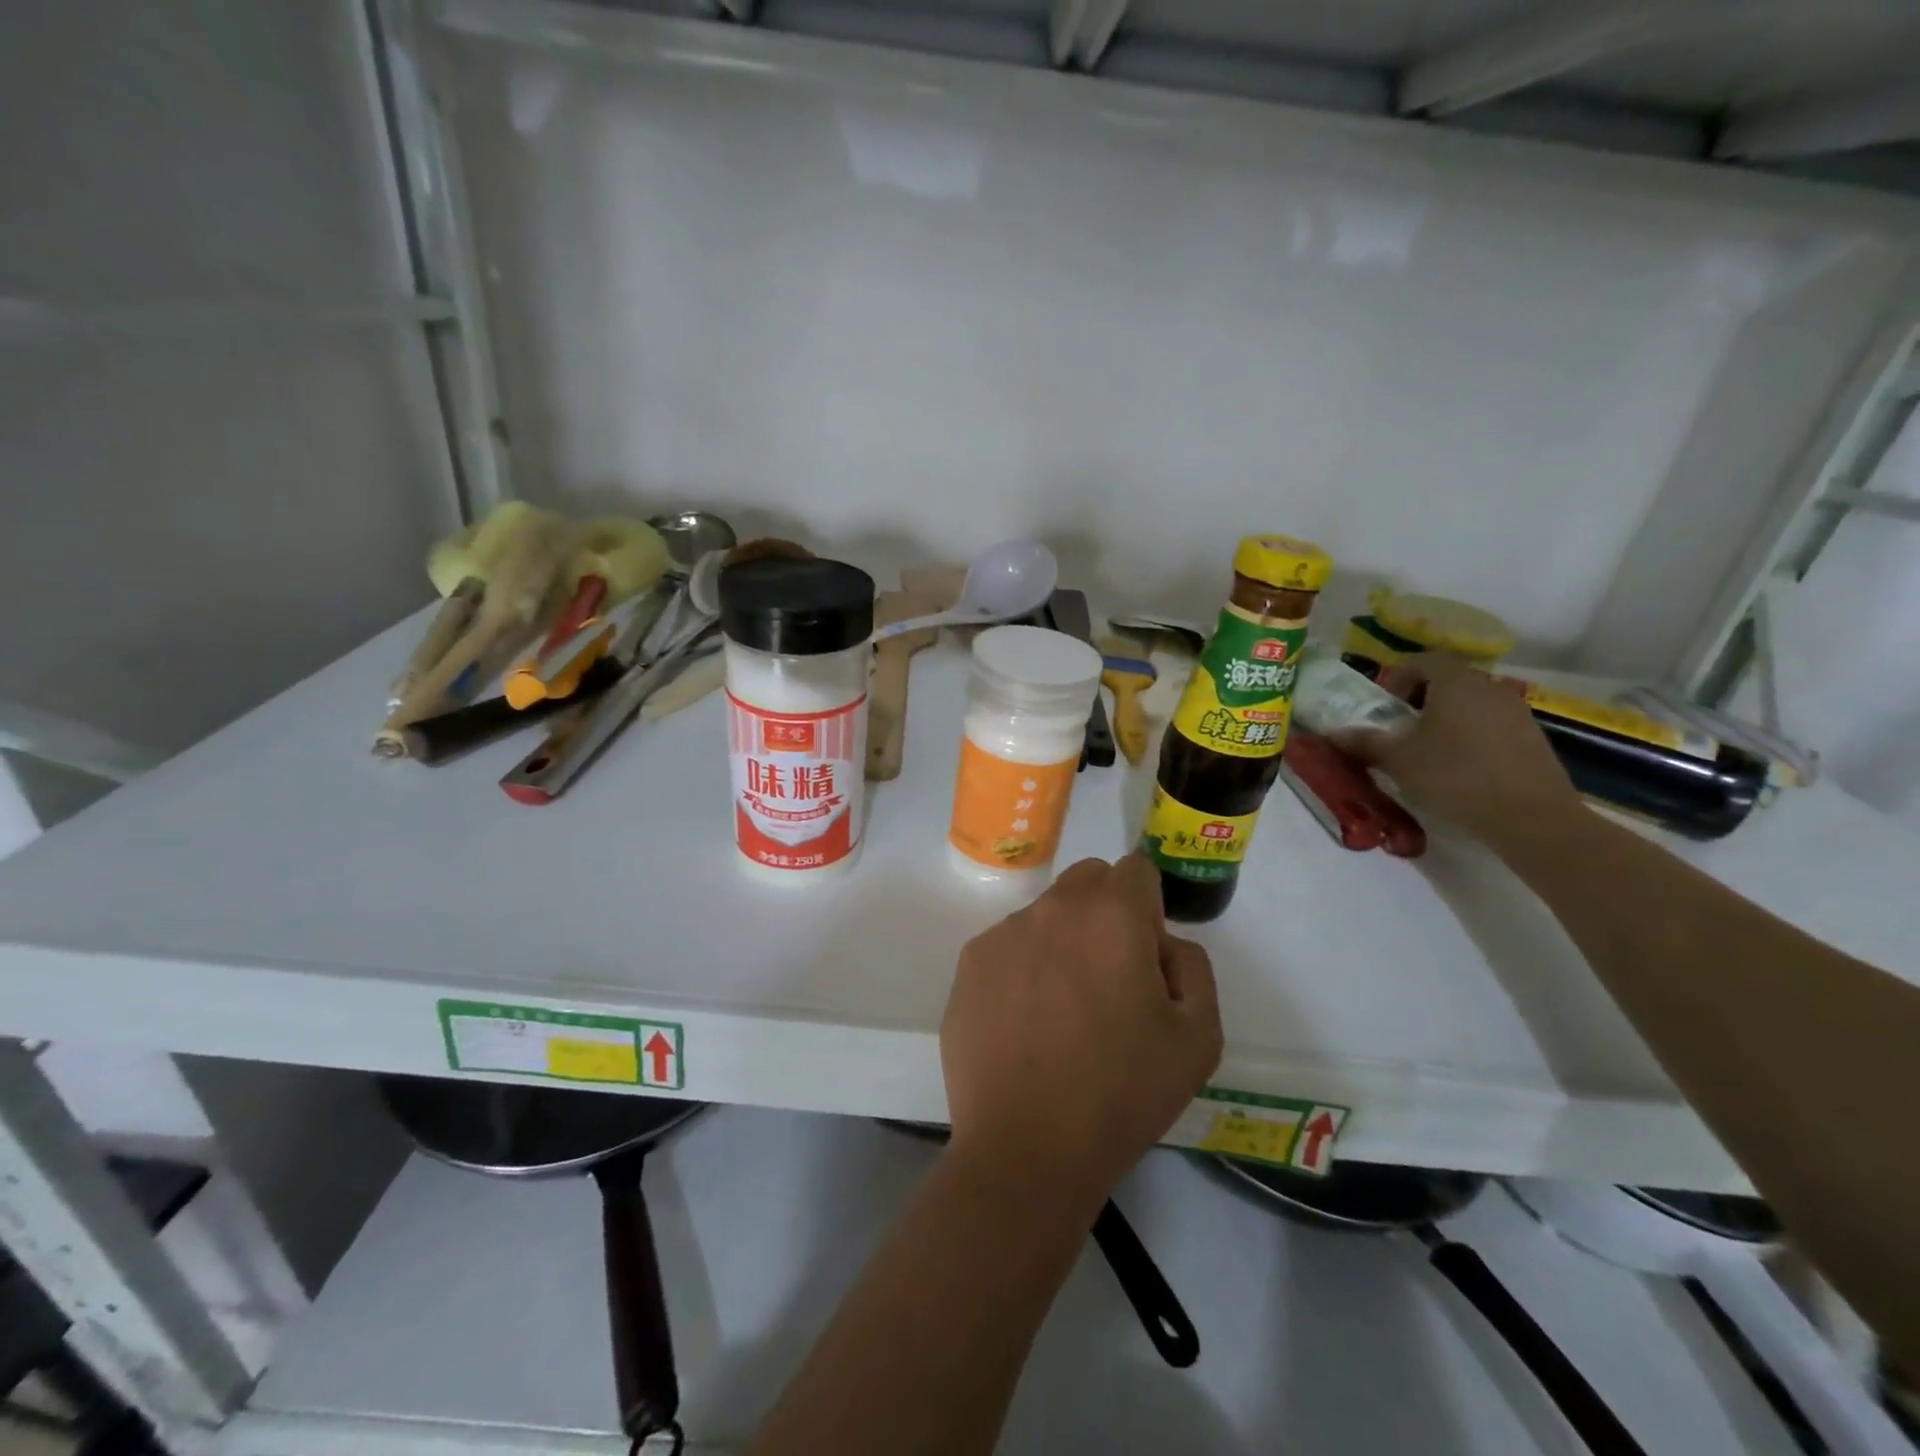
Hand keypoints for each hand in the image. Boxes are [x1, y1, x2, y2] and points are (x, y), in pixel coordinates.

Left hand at [940, 854, 1221, 1213]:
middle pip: (1088, 881)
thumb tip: (1162, 944)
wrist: (1027, 1148)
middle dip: (1107, 911)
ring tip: (1062, 1013)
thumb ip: (1192, 967)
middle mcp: (1052, 908)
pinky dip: (1023, 968)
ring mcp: (1003, 933)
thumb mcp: (1198, 1037)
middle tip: (1109, 978)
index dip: (1149, 907)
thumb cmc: (1122, 1093)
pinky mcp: (969, 964)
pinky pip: (1008, 946)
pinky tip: (1025, 1025)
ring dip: (1063, 941)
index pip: (1136, 870)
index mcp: (1111, 915)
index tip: (1145, 957)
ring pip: (1046, 914)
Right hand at [1331, 653, 1579, 851]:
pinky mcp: (1533, 738)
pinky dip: (1470, 737)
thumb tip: (1334, 733)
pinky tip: (1460, 770)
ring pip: (1471, 704)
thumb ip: (1364, 742)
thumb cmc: (1455, 776)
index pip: (1422, 660)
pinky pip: (1491, 725)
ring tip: (1428, 752)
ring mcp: (1516, 712)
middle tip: (1400, 730)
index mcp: (1455, 682)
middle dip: (1419, 700)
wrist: (1531, 817)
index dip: (1398, 676)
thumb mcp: (1398, 760)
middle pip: (1448, 681)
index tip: (1384, 705)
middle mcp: (1489, 687)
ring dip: (1446, 720)